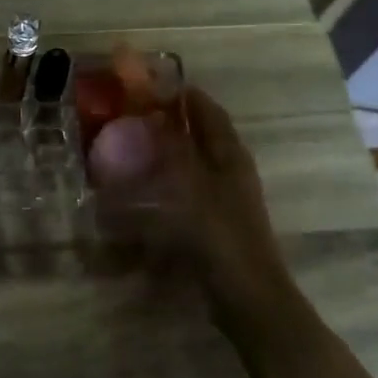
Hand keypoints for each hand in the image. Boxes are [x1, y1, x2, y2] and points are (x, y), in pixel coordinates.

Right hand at [89, 86, 290, 309]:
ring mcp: (224, 196)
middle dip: (170, 120)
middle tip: (131, 113)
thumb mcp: (189, 187)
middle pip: (200, 133)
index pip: (207, 110)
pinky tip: (141, 188)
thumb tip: (149, 117)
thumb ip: (169, 150)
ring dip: (166, 149)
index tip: (148, 82)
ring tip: (130, 145)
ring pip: (192, 160)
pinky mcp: (214, 220)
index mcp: (230, 154)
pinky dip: (165, 179)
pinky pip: (186, 187)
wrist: (246, 295)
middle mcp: (230, 169)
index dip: (182, 93)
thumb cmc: (220, 235)